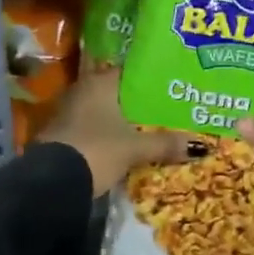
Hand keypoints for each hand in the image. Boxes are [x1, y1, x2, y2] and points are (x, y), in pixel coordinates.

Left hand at [39, 69, 188, 194]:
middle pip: (116, 92)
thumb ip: (165, 144)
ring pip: (102, 111)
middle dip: (137, 102)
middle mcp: (81, 90)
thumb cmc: (96, 150)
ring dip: (120, 119)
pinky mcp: (60, 134)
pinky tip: (123, 143)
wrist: (52, 183)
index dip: (149, 79)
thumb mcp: (135, 149)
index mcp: (100, 83)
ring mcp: (67, 112)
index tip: (170, 86)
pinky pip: (91, 127)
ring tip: (148, 127)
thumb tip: (201, 146)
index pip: (129, 72)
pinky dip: (106, 133)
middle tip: (164, 108)